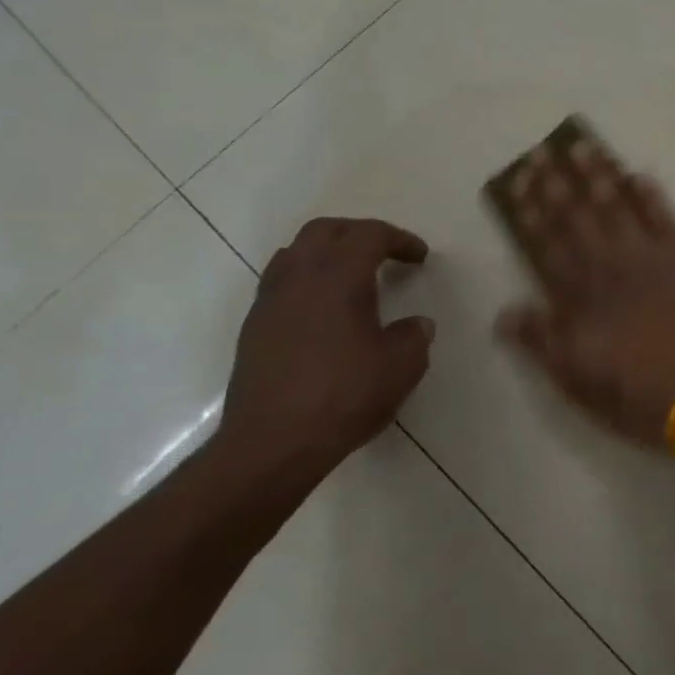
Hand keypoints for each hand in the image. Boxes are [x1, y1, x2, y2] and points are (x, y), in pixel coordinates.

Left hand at [216, 217, 434, 480]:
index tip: (420, 257)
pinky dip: (307, 282)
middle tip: (385, 253)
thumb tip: (416, 325)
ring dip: (327, 254)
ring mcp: (269, 303)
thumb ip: (414, 336)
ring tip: (352, 278)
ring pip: (295, 254)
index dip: (399, 239)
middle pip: (324, 231)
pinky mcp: (254, 330)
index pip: (368, 235)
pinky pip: (281, 284)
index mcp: (338, 277)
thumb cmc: (345, 396)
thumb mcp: (401, 366)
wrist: (273, 443)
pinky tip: (325, 313)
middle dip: (358, 234)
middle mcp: (298, 278)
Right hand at [496, 139, 674, 447]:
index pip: (547, 246)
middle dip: (557, 184)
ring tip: (583, 147)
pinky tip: (639, 175)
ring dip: (599, 177)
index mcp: (580, 298)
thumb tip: (506, 312)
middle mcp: (610, 268)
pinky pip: (666, 218)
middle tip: (543, 152)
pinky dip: (652, 196)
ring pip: (618, 208)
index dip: (531, 214)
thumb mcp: (577, 380)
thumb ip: (541, 342)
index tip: (519, 183)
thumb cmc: (637, 395)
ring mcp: (650, 258)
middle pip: (578, 218)